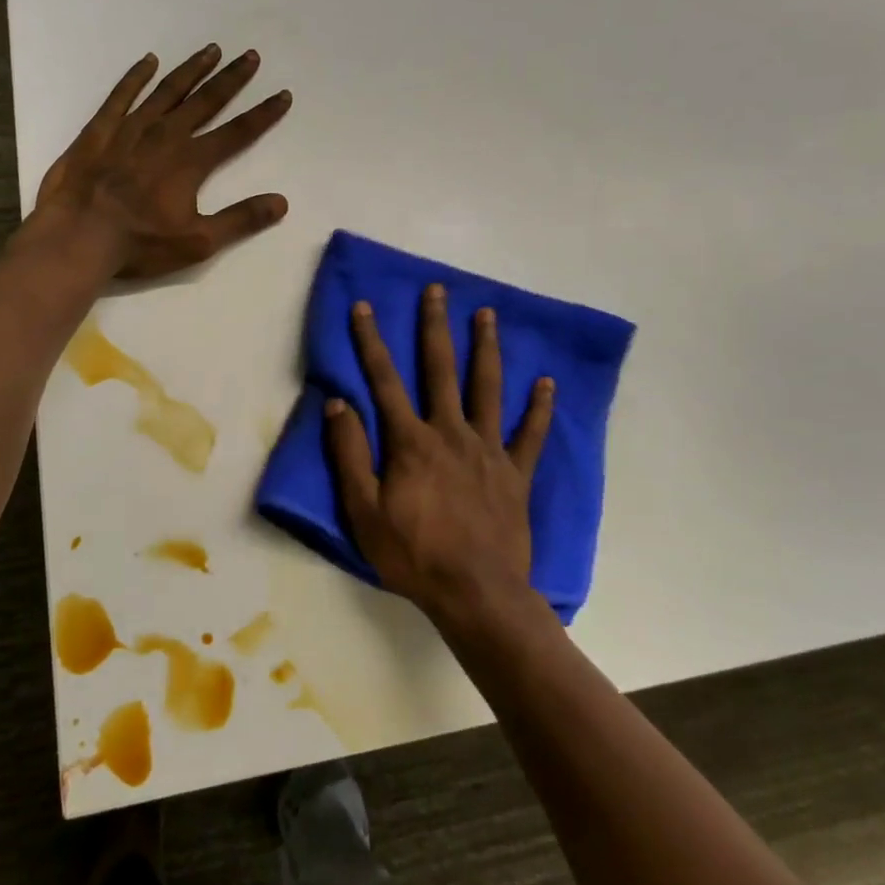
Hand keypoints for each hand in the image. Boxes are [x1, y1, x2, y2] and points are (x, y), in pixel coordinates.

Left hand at [36, 47, 291, 280]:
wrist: (78, 236)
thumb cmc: (139, 244)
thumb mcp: (198, 241)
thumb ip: (240, 220)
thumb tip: (281, 202)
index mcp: (191, 161)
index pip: (237, 132)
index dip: (263, 114)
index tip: (283, 94)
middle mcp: (166, 135)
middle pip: (206, 100)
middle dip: (231, 78)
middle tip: (250, 56)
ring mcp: (130, 128)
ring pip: (167, 90)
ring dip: (191, 69)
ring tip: (211, 50)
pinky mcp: (100, 130)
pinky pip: (122, 95)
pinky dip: (136, 76)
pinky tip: (149, 61)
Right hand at [323, 283, 555, 629]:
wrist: (476, 594)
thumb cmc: (412, 555)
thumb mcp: (362, 511)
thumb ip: (349, 454)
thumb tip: (337, 404)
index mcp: (410, 441)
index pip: (384, 380)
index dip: (371, 342)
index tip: (365, 307)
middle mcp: (450, 432)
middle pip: (441, 369)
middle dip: (436, 327)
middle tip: (438, 290)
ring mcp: (488, 450)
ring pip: (487, 388)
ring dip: (486, 348)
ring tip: (487, 314)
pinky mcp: (516, 473)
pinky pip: (531, 434)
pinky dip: (539, 408)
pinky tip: (547, 383)